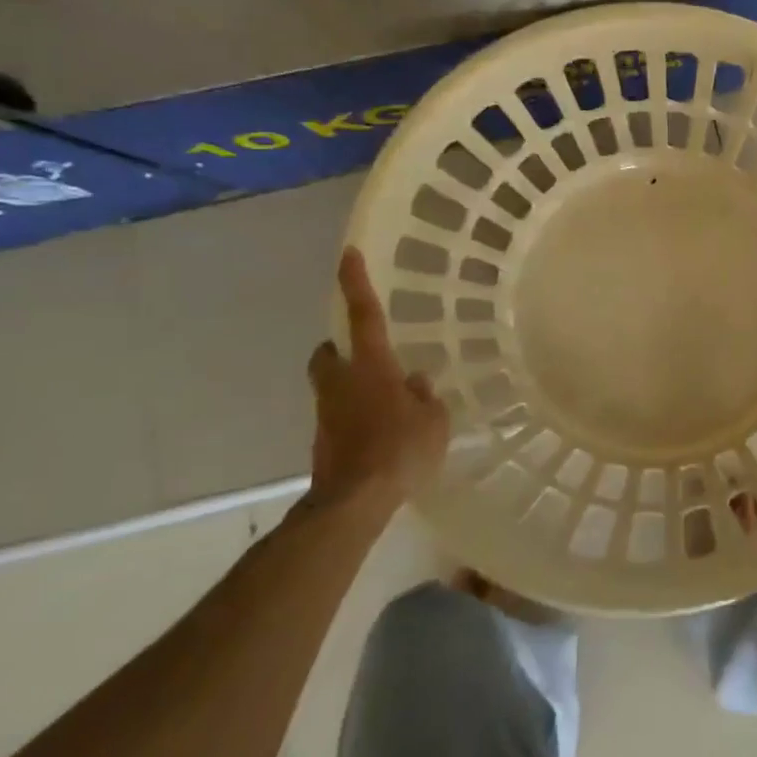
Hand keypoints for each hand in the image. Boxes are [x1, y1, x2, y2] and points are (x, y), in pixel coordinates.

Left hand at [304, 247, 449, 517]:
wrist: (354, 501)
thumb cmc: (400, 450)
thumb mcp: (434, 420)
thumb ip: (424, 396)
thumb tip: (414, 383)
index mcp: (372, 367)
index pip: (364, 316)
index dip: (356, 284)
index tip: (347, 254)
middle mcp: (342, 383)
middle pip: (327, 353)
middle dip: (338, 348)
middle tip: (363, 354)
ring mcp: (326, 414)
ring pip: (331, 386)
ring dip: (349, 386)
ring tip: (382, 402)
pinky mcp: (322, 442)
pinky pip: (338, 417)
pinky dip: (353, 417)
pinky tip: (379, 435)